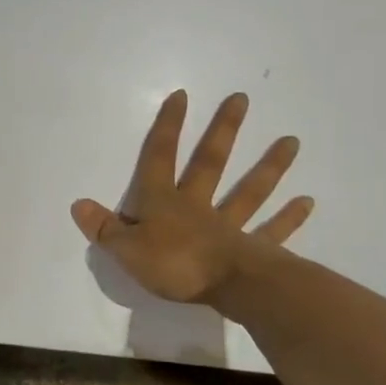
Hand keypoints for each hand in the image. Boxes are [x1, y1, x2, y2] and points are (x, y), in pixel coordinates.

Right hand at [71, 90, 312, 304]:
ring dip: (270, 166)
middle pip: (210, 163)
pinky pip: (272, 231)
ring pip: (250, 191)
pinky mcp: (253, 250)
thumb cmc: (172, 266)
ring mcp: (229, 226)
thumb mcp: (125, 250)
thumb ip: (104, 228)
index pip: (160, 158)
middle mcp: (197, 206)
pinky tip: (307, 201)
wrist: (225, 288)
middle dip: (223, 131)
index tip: (181, 96)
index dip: (167, 127)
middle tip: (241, 99)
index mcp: (163, 203)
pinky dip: (289, 217)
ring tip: (292, 140)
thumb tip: (78, 204)